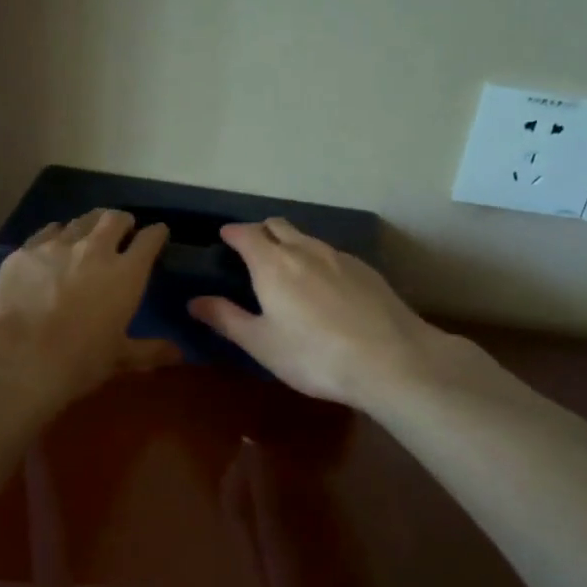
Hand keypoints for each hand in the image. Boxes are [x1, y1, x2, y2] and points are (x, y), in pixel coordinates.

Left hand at [0, 209, 179, 408]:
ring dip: (91, 223)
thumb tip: (180, 353)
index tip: (158, 233)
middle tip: (123, 228)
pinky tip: (53, 244)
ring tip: (90, 232)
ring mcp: (57, 246)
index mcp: (126, 274)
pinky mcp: (25, 251)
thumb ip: (151, 351)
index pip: (149, 240)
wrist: (20, 357)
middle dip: (123, 221)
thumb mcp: (120, 358)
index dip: (156, 234)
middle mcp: (95, 250)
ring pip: (80, 221)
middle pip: (114, 219)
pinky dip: (57, 234)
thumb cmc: (79, 361)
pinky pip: (47, 232)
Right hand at [188, 219, 478, 410]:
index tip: (224, 238)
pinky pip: (331, 254)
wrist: (392, 360)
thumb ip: (226, 319)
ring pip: (307, 238)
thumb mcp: (262, 344)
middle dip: (261, 232)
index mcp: (272, 264)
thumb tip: (194, 301)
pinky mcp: (366, 270)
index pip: (246, 234)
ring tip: (286, 268)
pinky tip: (324, 287)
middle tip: (252, 251)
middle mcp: (305, 250)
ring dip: (290, 244)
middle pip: (278, 226)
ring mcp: (340, 257)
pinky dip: (317, 260)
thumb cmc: (314, 356)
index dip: (233, 233)